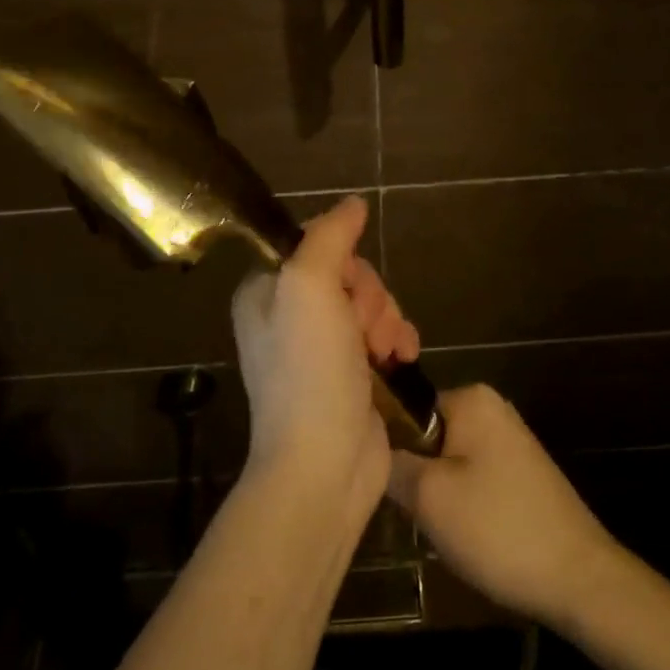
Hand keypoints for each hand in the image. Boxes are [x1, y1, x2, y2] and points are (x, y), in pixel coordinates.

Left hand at [232, 196, 419, 519]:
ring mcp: (321, 347)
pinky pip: (382, 334)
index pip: (315, 245)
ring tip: (388, 350)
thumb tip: (353, 203)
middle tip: (365, 328)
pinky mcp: (351, 373)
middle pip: (348, 274)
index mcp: (266, 291)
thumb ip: (329, 236)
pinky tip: (403, 357)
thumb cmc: (309, 371)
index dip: (343, 260)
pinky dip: (397, 340)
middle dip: (369, 296)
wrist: (325, 466)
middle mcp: (289, 315)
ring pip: (370, 303)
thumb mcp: (309, 287)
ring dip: (387, 319)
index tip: (347, 286)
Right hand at [388, 384, 620, 626]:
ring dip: (438, 494)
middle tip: (412, 513)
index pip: (407, 409)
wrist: (580, 579)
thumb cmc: (498, 528)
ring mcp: (510, 441)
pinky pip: (474, 478)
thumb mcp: (429, 497)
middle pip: (428, 436)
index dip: (389, 446)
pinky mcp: (522, 474)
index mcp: (470, 398)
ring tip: (438, 529)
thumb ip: (392, 464)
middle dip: (417, 474)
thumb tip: (372, 446)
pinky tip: (466, 537)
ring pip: (449, 461)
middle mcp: (492, 409)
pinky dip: (464, 505)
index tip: (383, 484)